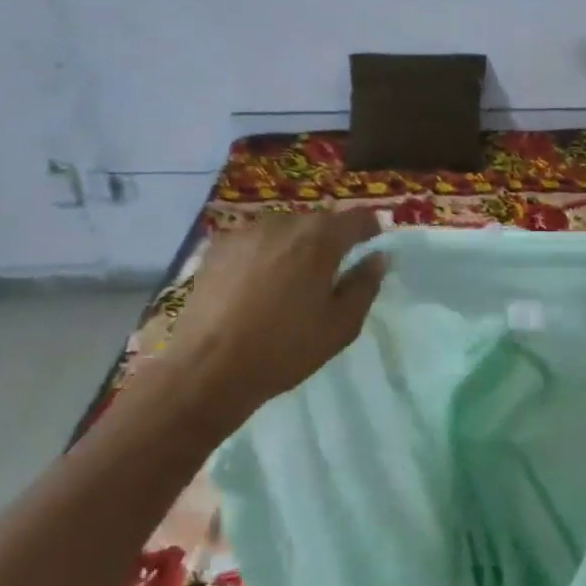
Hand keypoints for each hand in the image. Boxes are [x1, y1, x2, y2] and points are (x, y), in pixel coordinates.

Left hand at [155, 210, 385, 427]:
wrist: (208, 368)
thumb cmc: (285, 348)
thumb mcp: (341, 325)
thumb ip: (365, 285)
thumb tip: (377, 257)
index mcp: (320, 238)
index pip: (358, 216)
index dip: (370, 230)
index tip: (371, 249)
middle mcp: (284, 222)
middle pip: (319, 222)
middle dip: (330, 242)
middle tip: (328, 276)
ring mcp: (246, 232)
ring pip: (284, 230)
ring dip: (294, 248)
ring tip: (288, 284)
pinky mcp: (218, 247)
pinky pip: (254, 243)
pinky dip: (263, 256)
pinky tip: (254, 288)